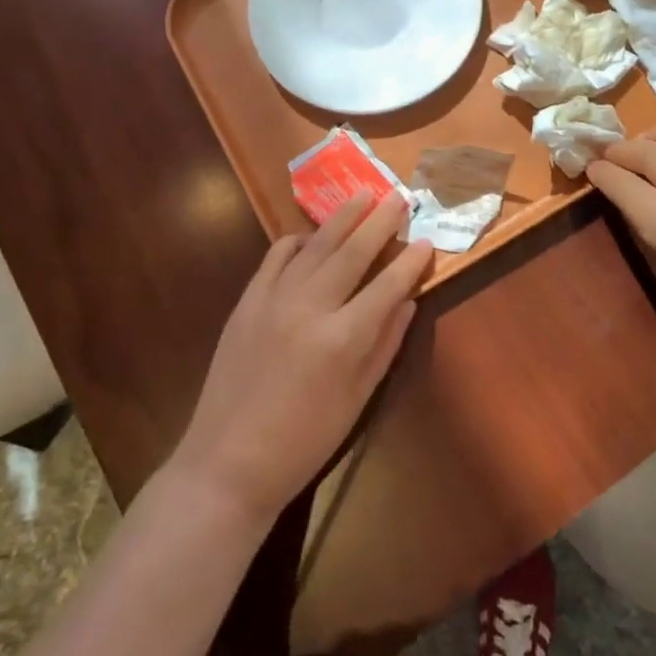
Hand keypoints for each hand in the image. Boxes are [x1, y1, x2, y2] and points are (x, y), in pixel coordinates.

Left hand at [172, 194, 431, 522]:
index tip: (426, 240)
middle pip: (352, 253)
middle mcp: (310, 308)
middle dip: (379, 222)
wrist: (228, 461)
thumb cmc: (304, 440)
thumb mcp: (356, 399)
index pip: (387, 286)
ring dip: (341, 218)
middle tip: (398, 197)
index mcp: (343, 338)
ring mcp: (273, 300)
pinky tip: (310, 235)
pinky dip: (297, 240)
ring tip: (362, 193)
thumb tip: (408, 301)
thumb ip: (385, 345)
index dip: (410, 261)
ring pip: (315, 246)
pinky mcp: (247, 302)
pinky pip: (275, 257)